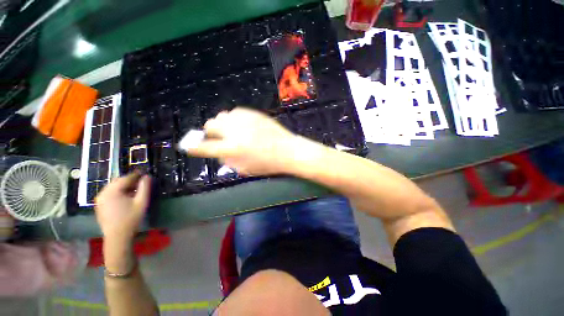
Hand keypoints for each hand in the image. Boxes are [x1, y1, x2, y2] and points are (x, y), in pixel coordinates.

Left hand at [94, 172, 150, 241]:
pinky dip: (117, 192)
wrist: (117, 236)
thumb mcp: (141, 202)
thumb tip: (146, 176)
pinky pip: (109, 193)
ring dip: (123, 186)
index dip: (136, 175)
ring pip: (112, 187)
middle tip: (140, 182)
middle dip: (129, 180)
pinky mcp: (99, 205)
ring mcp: (99, 199)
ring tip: (133, 190)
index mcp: (112, 191)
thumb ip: (144, 188)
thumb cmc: (131, 218)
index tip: (144, 173)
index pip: (125, 178)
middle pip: (117, 182)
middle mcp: (103, 193)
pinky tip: (125, 197)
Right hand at [188, 107, 304, 175]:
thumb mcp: (245, 169)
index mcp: (232, 149)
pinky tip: (242, 126)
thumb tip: (218, 152)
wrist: (287, 150)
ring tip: (230, 131)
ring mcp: (245, 120)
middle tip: (216, 137)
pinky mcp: (253, 113)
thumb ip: (227, 161)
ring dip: (222, 124)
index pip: (204, 147)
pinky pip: (235, 112)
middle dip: (210, 132)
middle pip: (210, 125)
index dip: (194, 147)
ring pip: (222, 116)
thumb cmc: (268, 164)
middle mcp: (235, 131)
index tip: (189, 146)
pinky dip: (234, 119)